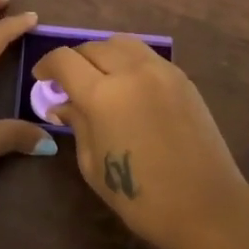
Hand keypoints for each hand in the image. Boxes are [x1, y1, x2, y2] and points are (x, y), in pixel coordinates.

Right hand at [33, 36, 248, 248]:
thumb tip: (62, 104)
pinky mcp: (182, 78)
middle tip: (69, 82)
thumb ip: (77, 125)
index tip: (42, 78)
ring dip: (103, 54)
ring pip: (122, 43)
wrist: (206, 206)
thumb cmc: (141, 196)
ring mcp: (161, 71)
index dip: (47, 65)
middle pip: (92, 46)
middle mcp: (131, 72)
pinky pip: (147, 56)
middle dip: (75, 61)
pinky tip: (129, 85)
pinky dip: (129, 61)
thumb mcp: (93, 165)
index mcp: (102, 95)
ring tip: (100, 77)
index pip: (64, 60)